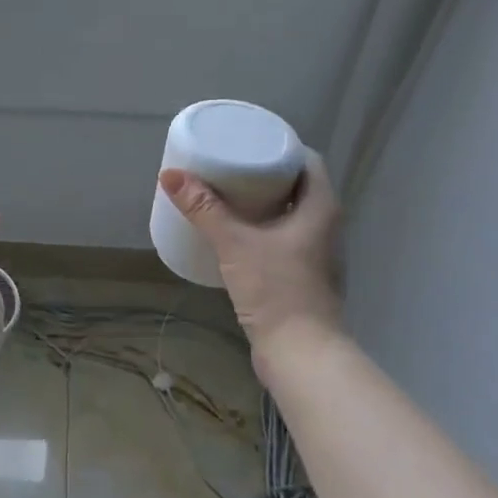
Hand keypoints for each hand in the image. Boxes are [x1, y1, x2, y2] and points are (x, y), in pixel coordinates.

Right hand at [159, 150, 343, 365]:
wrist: (301, 355)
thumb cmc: (277, 290)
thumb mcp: (234, 244)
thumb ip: (203, 209)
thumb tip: (171, 175)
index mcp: (321, 207)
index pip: (306, 160)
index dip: (279, 147)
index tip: (246, 142)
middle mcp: (326, 226)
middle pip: (297, 185)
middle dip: (264, 173)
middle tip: (228, 165)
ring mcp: (318, 254)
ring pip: (291, 214)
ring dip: (263, 202)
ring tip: (227, 195)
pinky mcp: (305, 276)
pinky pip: (284, 238)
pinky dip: (263, 228)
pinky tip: (236, 234)